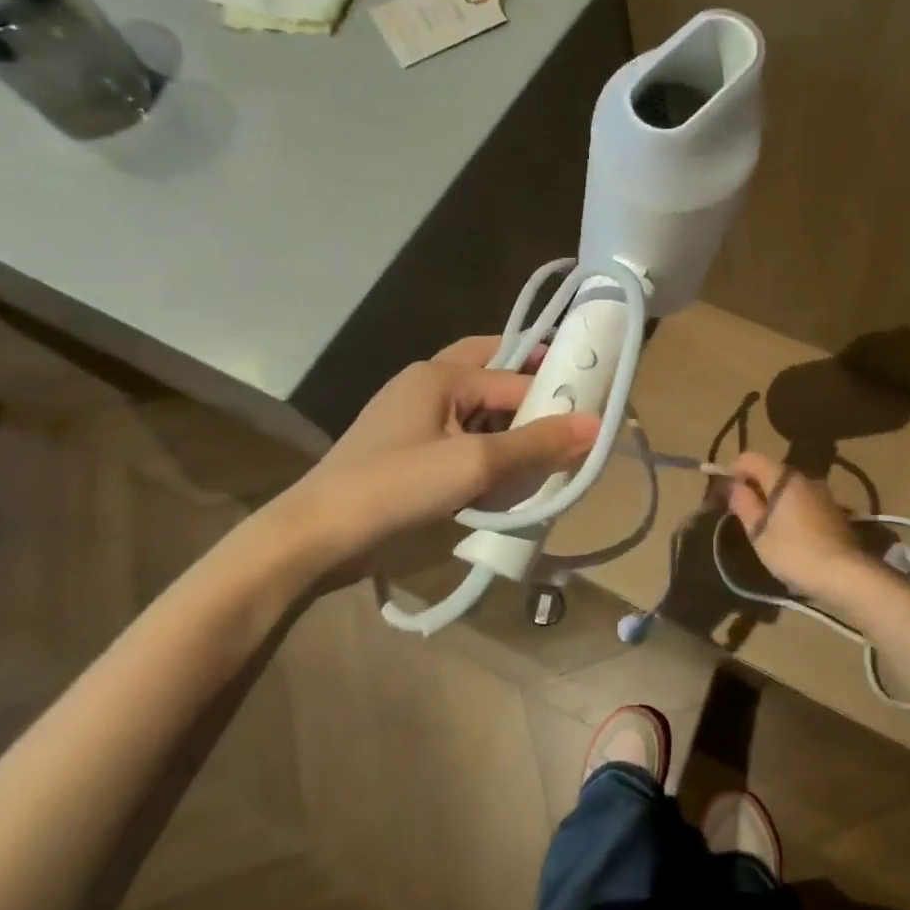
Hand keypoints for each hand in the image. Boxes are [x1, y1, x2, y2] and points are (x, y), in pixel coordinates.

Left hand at [266, 337, 599, 591]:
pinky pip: (460, 434)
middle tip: (569, 407)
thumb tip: (595, 424)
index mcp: (439, 375)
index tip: (591, 419)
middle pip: (491, 371)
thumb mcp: (475, 464)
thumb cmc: (395, 488)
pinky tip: (507, 468)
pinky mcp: (406, 450)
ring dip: (510, 419)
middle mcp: (425, 385)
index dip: (553, 397)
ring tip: (548, 444)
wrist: (314, 538)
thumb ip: (536, 443)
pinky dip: (488, 444)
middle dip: (530, 385)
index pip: (514, 378)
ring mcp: (411, 418)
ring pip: (476, 406)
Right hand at [725, 452, 871, 597]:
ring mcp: (823, 493)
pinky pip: (804, 500)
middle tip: (742, 513)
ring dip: (773, 499)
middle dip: (754, 486)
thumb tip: (733, 486)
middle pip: (772, 471)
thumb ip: (744, 504)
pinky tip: (789, 534)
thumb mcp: (759, 532)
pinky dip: (790, 509)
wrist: (844, 574)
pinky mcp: (834, 510)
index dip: (734, 470)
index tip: (727, 494)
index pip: (751, 458)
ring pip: (789, 487)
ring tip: (764, 526)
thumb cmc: (794, 552)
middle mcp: (805, 478)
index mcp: (784, 478)